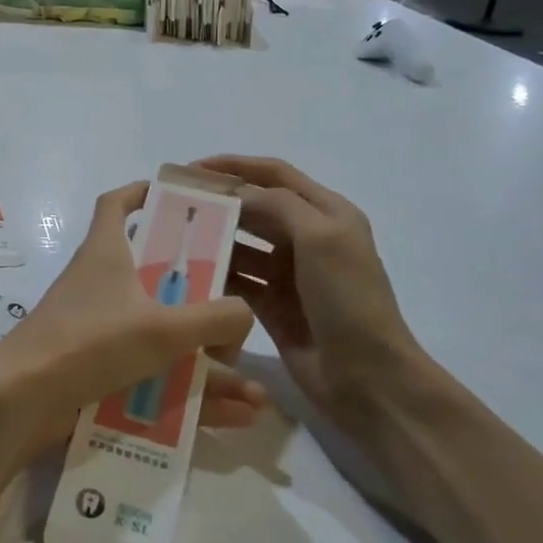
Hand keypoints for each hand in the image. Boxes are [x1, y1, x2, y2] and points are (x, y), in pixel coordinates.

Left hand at [0, 182, 263, 464]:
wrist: (23, 400)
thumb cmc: (90, 343)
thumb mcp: (162, 327)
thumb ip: (214, 318)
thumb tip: (243, 315)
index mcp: (105, 254)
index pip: (116, 204)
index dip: (141, 192)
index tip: (174, 196)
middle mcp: (98, 285)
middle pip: (151, 274)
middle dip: (196, 291)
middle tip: (234, 307)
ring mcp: (96, 329)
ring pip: (160, 336)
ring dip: (204, 360)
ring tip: (250, 388)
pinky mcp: (95, 369)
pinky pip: (153, 378)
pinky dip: (188, 394)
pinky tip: (232, 416)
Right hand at [197, 155, 425, 432]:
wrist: (368, 377)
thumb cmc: (348, 299)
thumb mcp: (321, 238)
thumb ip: (278, 205)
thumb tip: (235, 195)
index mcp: (326, 214)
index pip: (275, 175)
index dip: (234, 166)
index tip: (191, 169)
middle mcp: (306, 238)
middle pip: (254, 208)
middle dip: (218, 203)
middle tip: (173, 205)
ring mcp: (288, 274)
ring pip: (241, 245)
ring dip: (212, 239)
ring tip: (173, 238)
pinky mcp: (271, 306)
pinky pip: (236, 281)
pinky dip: (215, 274)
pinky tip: (187, 273)